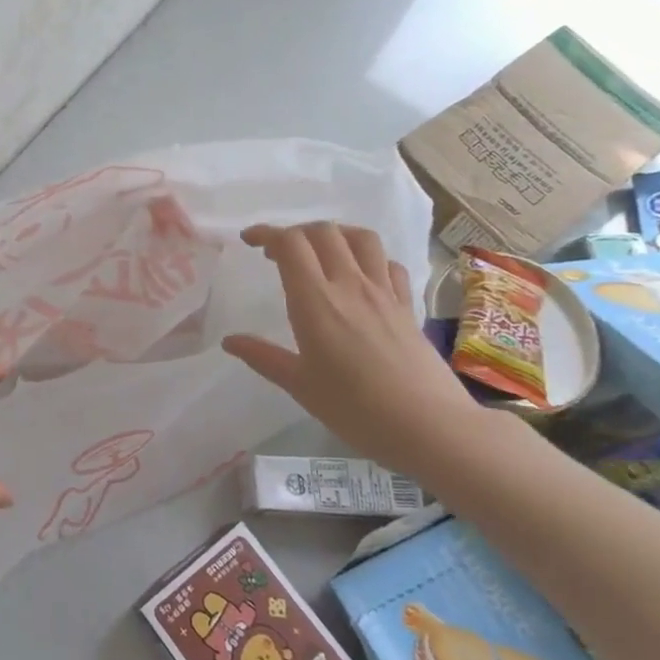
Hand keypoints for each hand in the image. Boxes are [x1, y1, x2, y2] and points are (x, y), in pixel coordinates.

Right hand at [222, 222, 485, 474]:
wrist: (430, 427)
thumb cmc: (355, 409)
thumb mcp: (300, 386)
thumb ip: (263, 357)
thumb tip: (229, 341)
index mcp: (315, 301)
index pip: (290, 244)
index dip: (266, 233)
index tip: (249, 240)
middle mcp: (349, 285)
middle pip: (323, 232)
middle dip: (296, 232)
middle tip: (278, 253)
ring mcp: (383, 293)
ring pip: (361, 238)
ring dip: (335, 235)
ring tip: (320, 252)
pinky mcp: (408, 306)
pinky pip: (388, 264)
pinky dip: (370, 258)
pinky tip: (361, 276)